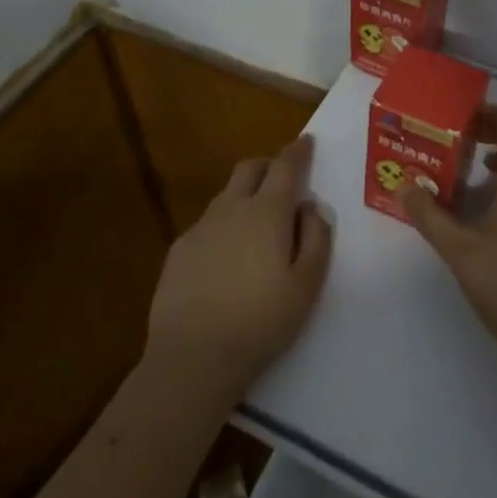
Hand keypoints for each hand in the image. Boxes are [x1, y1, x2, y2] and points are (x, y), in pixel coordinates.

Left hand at [145, 136, 332, 403]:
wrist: (194, 356)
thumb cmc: (261, 321)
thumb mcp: (307, 284)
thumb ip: (316, 238)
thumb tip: (311, 207)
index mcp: (267, 212)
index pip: (285, 166)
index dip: (298, 151)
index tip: (307, 141)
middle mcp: (231, 208)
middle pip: (250, 168)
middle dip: (269, 164)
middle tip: (284, 179)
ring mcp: (201, 227)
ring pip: (227, 195)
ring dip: (246, 195)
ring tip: (258, 223)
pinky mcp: (179, 250)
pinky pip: (208, 223)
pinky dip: (225, 224)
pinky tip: (228, 257)